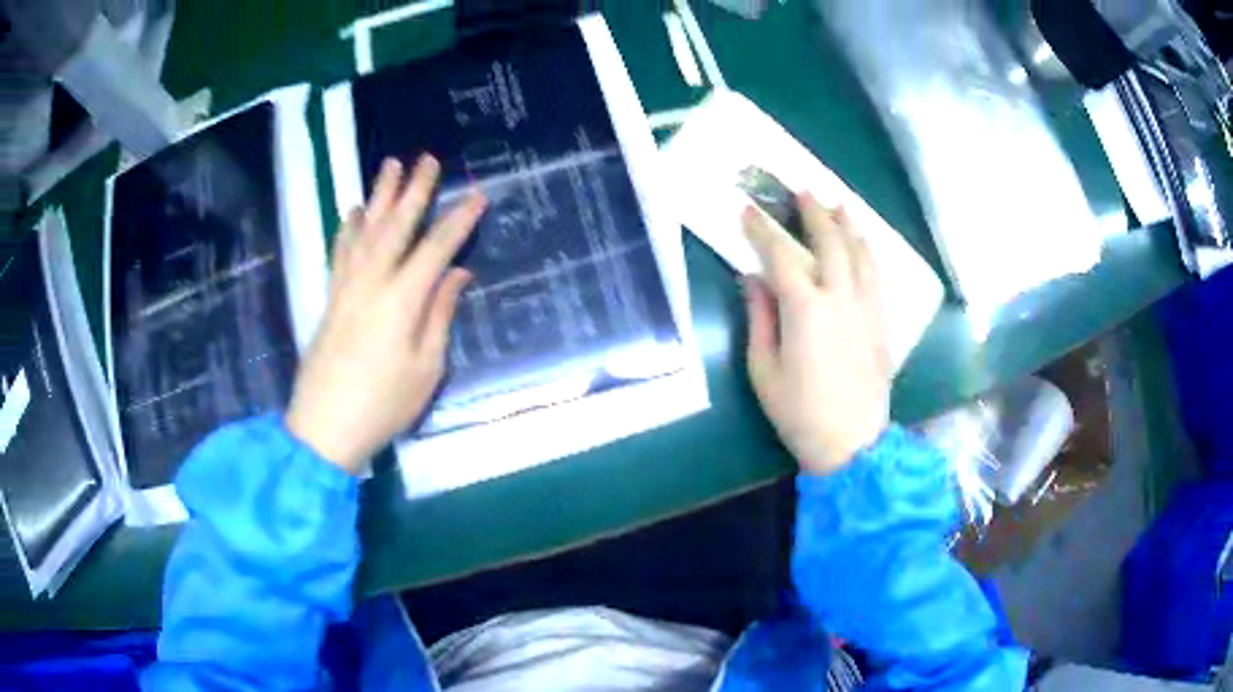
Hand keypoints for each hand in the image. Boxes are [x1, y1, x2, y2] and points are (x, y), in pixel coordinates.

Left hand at [286, 155, 486, 473]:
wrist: (325, 425)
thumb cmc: (383, 404)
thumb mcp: (426, 368)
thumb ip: (440, 315)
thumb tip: (458, 274)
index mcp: (402, 299)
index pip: (436, 248)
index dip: (459, 220)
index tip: (477, 195)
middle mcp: (372, 282)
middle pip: (396, 226)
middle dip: (414, 190)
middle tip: (427, 159)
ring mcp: (346, 287)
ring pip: (365, 230)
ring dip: (380, 196)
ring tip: (390, 166)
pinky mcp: (330, 297)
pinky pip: (340, 251)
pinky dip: (348, 227)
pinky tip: (354, 211)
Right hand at [742, 193, 889, 475]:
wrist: (853, 443)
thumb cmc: (800, 412)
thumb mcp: (764, 369)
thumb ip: (759, 317)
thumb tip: (753, 278)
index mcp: (806, 307)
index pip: (780, 253)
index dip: (762, 229)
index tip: (747, 210)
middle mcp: (841, 296)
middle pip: (829, 240)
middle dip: (814, 210)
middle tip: (802, 189)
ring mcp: (867, 306)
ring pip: (860, 251)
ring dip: (847, 223)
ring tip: (838, 203)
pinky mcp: (882, 320)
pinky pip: (876, 274)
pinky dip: (867, 251)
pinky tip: (862, 244)